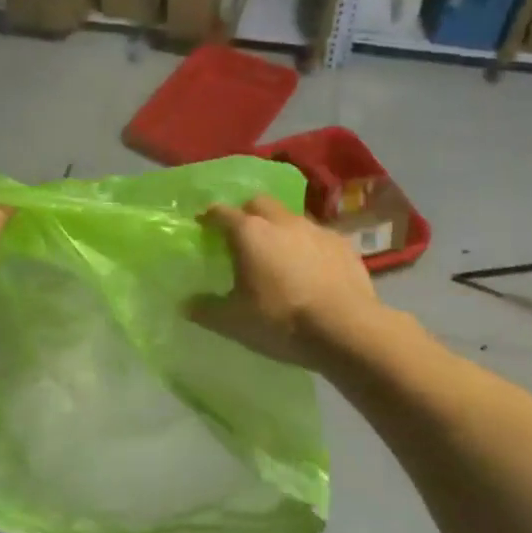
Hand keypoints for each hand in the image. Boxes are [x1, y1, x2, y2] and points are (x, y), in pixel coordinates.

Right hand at [188, 194, 379, 367]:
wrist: (346, 329)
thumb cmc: (281, 321)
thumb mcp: (234, 322)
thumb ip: (206, 309)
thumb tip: (185, 303)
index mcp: (249, 233)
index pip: (221, 212)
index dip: (209, 217)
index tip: (203, 224)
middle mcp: (281, 221)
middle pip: (258, 203)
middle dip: (246, 213)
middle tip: (241, 236)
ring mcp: (316, 229)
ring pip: (290, 217)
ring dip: (279, 228)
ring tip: (277, 253)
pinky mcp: (342, 244)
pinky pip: (317, 236)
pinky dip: (307, 245)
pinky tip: (310, 268)